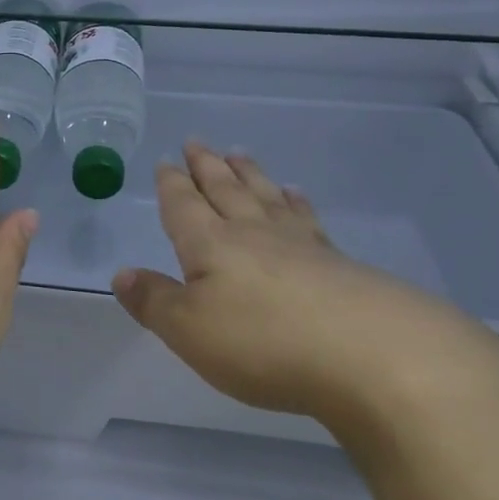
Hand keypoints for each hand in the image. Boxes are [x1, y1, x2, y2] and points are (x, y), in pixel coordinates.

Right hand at [112, 142, 498, 427]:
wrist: (376, 357)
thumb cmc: (264, 343)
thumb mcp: (190, 331)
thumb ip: (154, 301)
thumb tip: (122, 274)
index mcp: (212, 244)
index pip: (184, 205)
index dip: (172, 185)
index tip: (166, 162)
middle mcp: (254, 234)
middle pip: (226, 191)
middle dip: (208, 167)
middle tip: (198, 143)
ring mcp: (302, 245)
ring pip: (267, 197)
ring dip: (250, 175)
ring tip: (241, 154)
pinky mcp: (341, 265)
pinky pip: (308, 220)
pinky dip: (297, 204)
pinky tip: (298, 198)